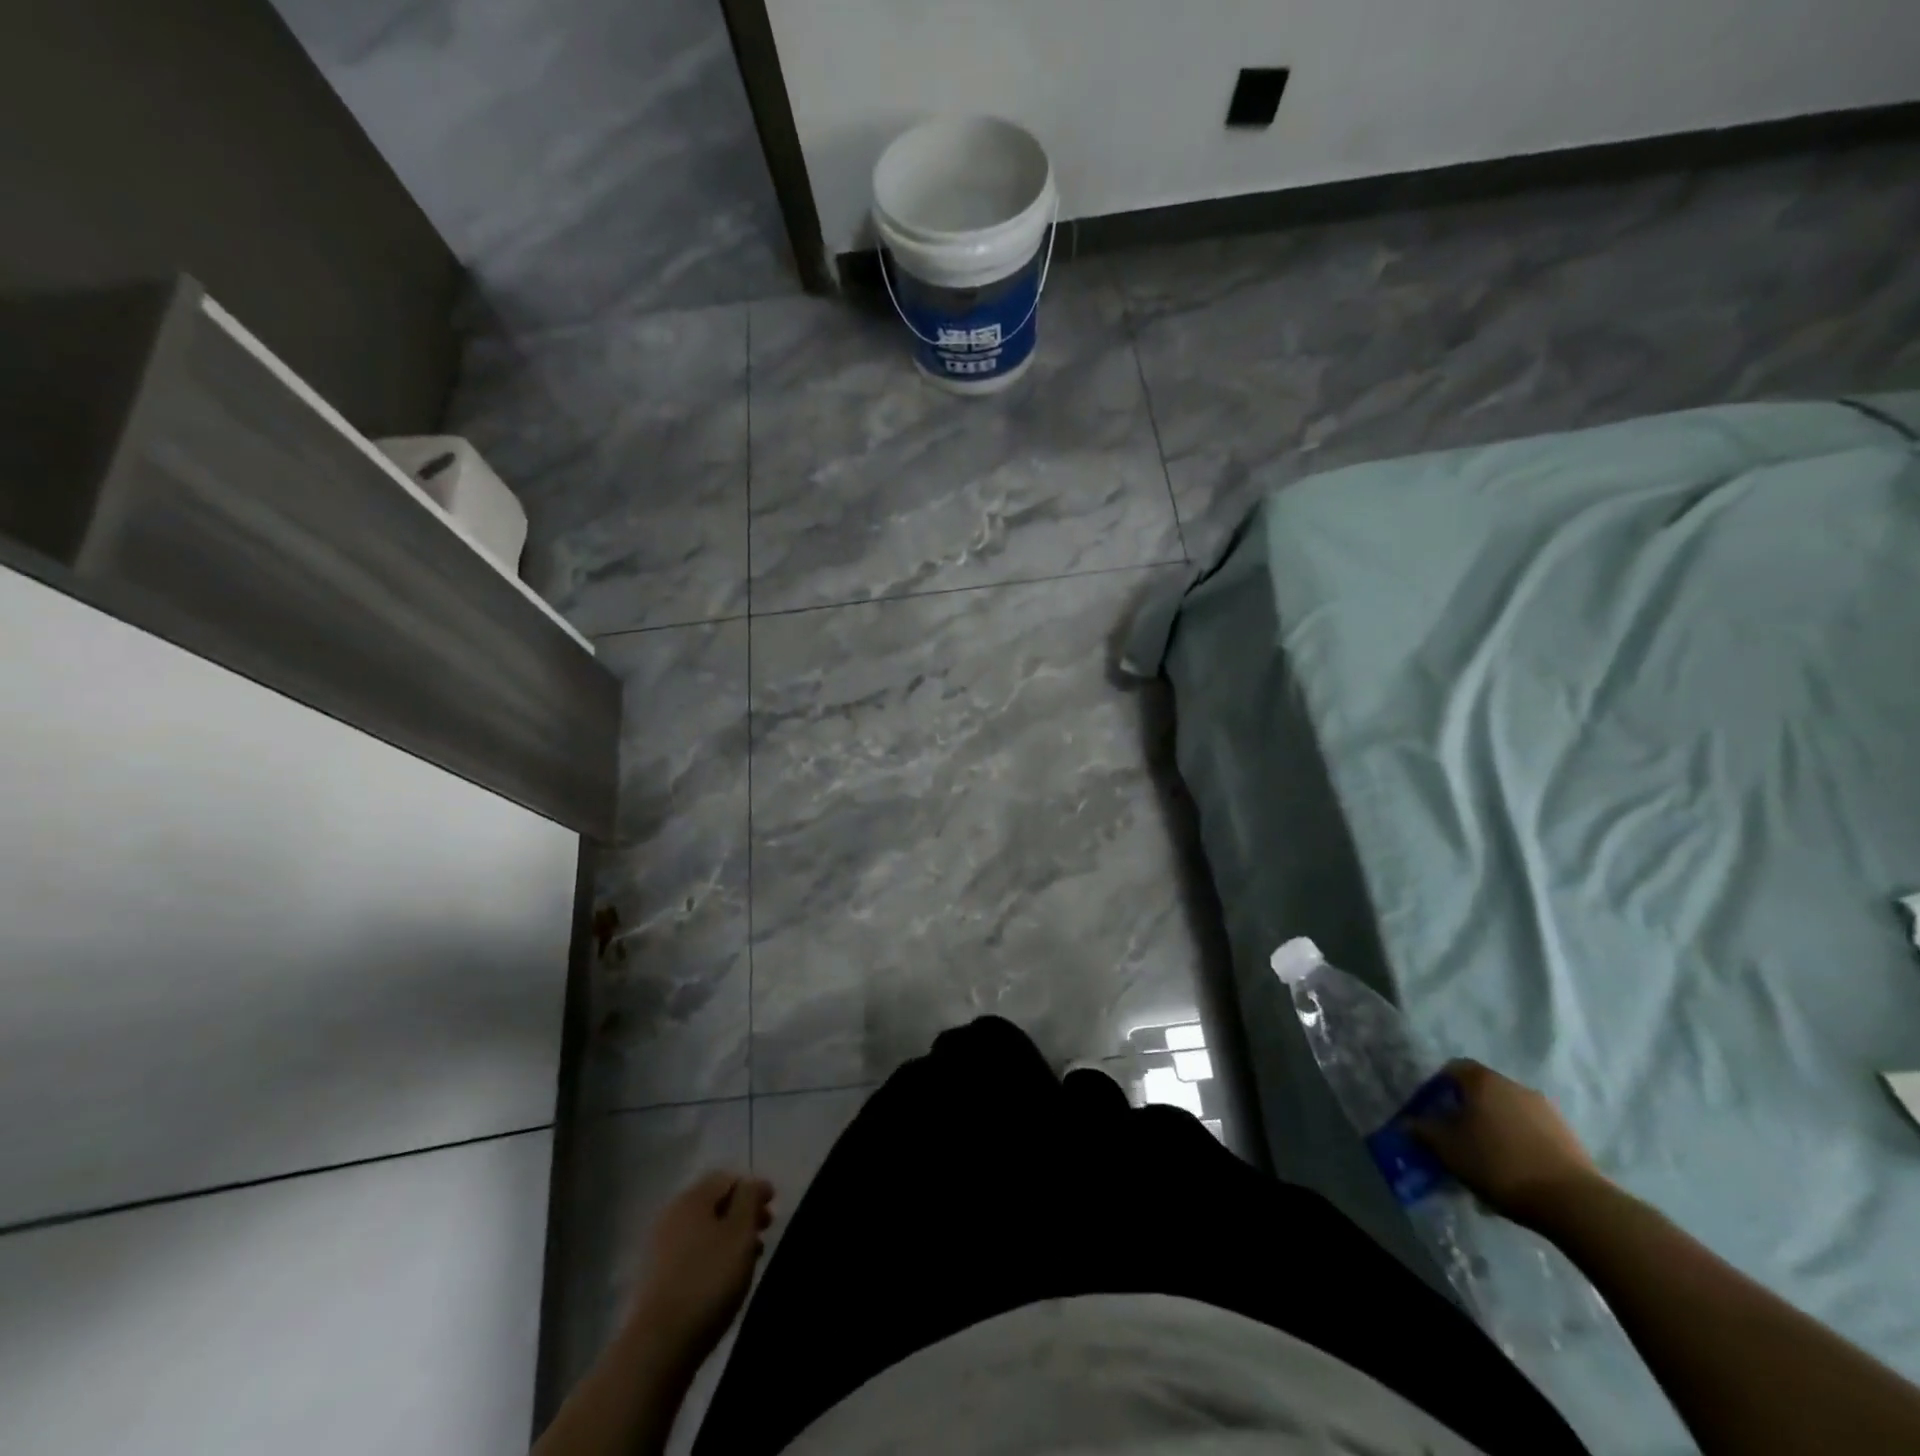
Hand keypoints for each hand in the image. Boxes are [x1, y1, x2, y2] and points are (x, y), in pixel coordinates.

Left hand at [628, 1171, 774, 1359]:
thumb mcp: (740, 1233)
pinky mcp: (654, 1279)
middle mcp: (671, 1215)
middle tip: (764, 1231)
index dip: (753, 1187)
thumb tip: (751, 1183)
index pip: (727, 1178)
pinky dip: (711, 1256)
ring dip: (728, 1236)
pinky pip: (691, 1253)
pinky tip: (723, 1279)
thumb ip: (749, 1199)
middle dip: (742, 1213)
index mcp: (692, 1198)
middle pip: (713, 1203)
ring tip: (749, 1258)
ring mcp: (659, 1248)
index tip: (773, 1206)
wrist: (658, 1345)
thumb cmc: (708, 1280)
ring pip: (703, 1230)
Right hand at [1413, 1059, 1606, 1229]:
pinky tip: (1513, 1174)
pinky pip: (1531, 1133)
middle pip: (1482, 1091)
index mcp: (1484, 1081)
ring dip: (1494, 1130)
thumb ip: (1424, 1131)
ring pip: (1507, 1114)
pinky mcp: (1568, 1137)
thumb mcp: (1448, 1149)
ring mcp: (1546, 1111)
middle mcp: (1515, 1086)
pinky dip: (1518, 1145)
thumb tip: (1409, 1123)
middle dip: (1466, 1112)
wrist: (1573, 1202)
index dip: (1438, 1085)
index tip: (1431, 1110)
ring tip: (1485, 1163)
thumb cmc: (1498, 1163)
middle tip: (1456, 1138)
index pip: (1454, 1068)